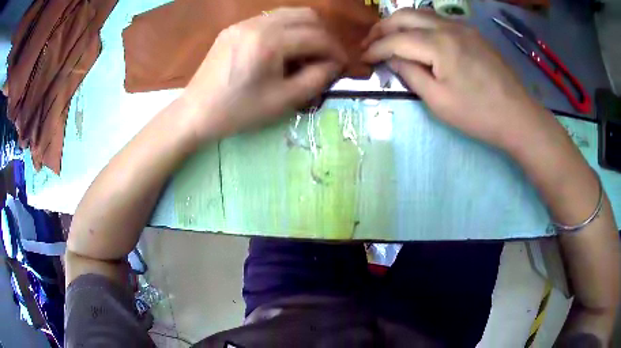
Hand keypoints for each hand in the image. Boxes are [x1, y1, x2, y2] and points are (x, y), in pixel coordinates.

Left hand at [181, 7, 346, 140]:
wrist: (196, 112)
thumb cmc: (238, 112)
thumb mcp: (283, 101)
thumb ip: (316, 79)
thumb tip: (334, 65)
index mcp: (269, 42)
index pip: (316, 36)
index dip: (335, 50)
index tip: (342, 65)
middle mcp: (257, 23)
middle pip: (306, 15)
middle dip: (324, 35)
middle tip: (326, 57)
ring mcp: (243, 23)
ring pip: (289, 13)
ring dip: (306, 29)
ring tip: (307, 53)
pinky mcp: (235, 27)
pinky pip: (270, 20)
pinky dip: (287, 29)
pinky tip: (284, 49)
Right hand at [361, 9, 546, 150]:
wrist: (517, 116)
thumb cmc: (478, 114)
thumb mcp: (438, 101)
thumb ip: (410, 74)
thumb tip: (392, 58)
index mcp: (439, 44)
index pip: (396, 39)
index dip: (375, 48)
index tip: (361, 57)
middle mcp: (448, 27)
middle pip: (405, 15)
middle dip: (382, 28)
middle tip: (369, 42)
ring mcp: (462, 27)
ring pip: (421, 13)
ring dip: (400, 22)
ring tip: (388, 36)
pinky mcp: (472, 33)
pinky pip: (438, 20)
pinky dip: (420, 24)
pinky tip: (417, 36)